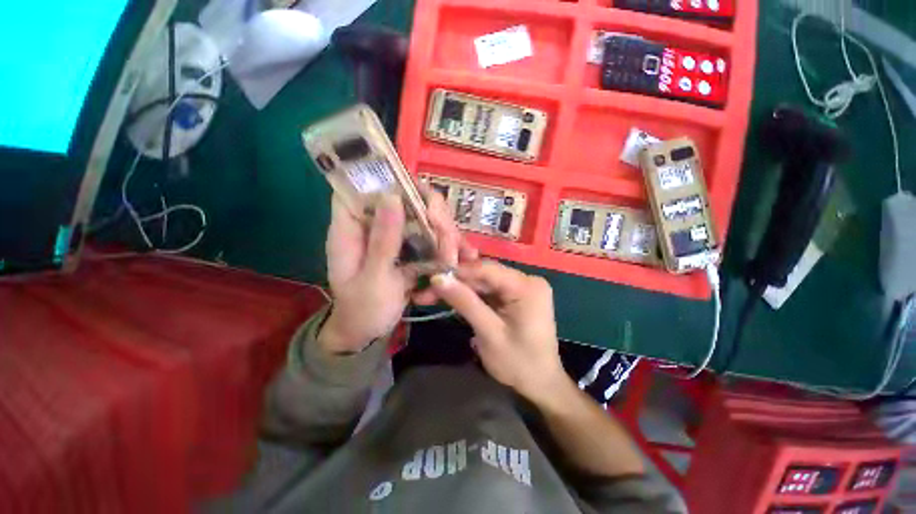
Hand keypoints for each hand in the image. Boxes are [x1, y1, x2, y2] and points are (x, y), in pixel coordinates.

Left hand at [320, 190, 476, 353]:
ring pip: (423, 218)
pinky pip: (431, 238)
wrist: (368, 332)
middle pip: (404, 199)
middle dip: (431, 212)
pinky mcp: (409, 249)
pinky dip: (448, 246)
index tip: (417, 191)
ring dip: (445, 232)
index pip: (361, 188)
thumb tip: (391, 197)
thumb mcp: (372, 280)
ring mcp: (395, 237)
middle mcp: (374, 226)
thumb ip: (381, 242)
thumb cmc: (362, 310)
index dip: (386, 180)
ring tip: (459, 255)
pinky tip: (465, 257)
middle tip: (448, 235)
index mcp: (351, 229)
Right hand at [430, 260, 567, 401]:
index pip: (487, 269)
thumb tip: (438, 278)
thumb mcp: (489, 333)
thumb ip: (465, 303)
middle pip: (485, 274)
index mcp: (527, 286)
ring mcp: (523, 287)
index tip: (430, 276)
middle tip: (427, 291)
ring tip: (432, 295)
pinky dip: (471, 296)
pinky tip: (453, 299)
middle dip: (456, 282)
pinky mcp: (516, 296)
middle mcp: (527, 280)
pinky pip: (490, 290)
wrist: (542, 385)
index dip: (457, 271)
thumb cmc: (519, 364)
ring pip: (484, 282)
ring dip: (460, 289)